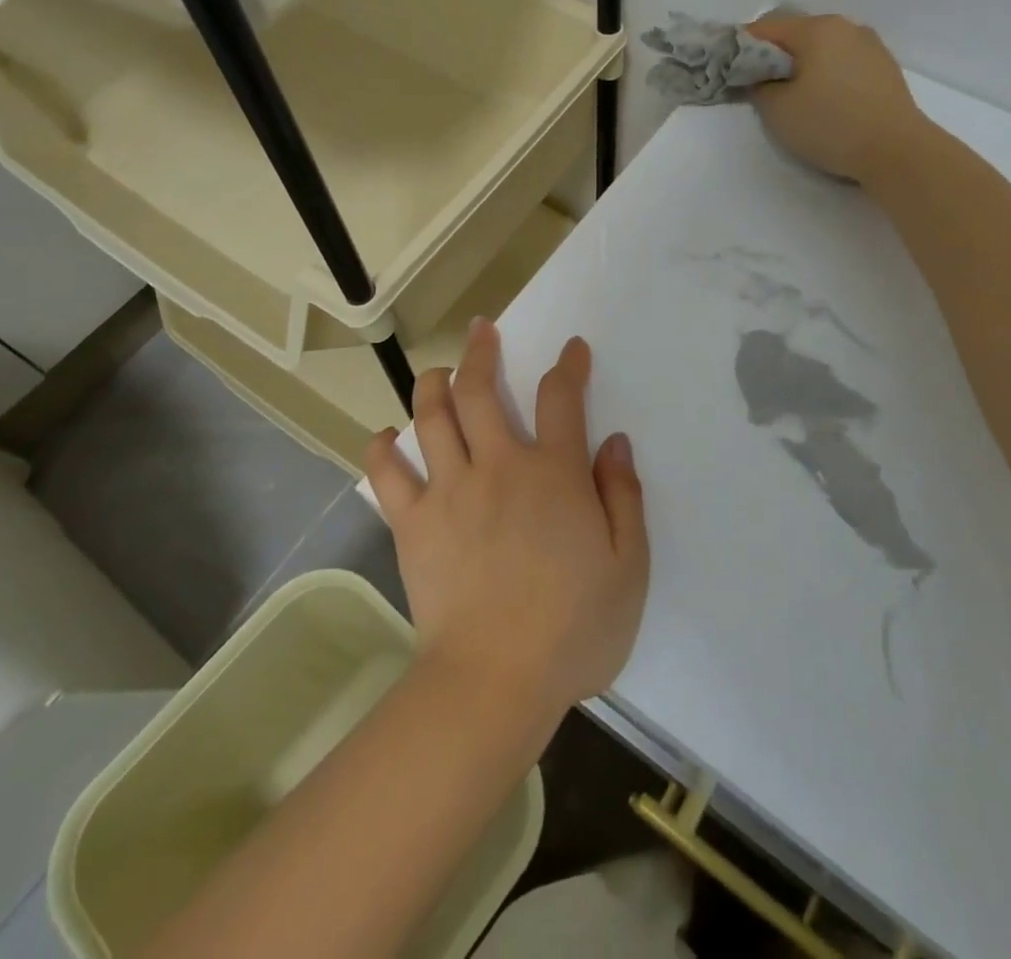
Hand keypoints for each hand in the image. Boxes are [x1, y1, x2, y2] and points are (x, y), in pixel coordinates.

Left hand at [364, 320, 648, 721]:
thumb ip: (623, 496)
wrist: (495, 680)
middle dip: (482, 352)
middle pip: (481, 390)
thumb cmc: (573, 627)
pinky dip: (382, 450)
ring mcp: (449, 490)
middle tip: (482, 330)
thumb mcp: (627, 565)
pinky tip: (384, 437)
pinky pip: (388, 475)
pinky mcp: (413, 523)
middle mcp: (498, 466)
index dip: (568, 366)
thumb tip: (614, 442)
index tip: (571, 349)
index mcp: (553, 473)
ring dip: (432, 385)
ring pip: (432, 418)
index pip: (561, 398)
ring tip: (436, 372)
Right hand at [747, 14, 926, 183]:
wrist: (896, 151)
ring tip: (793, 96)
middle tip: (758, 86)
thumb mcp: (777, 110)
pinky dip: (826, 74)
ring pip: (822, 48)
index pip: (765, 28)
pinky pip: (843, 62)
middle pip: (796, 34)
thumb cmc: (831, 125)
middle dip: (773, 56)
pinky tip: (824, 101)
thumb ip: (759, 86)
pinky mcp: (884, 68)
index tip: (728, 70)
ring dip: (802, 65)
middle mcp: (845, 27)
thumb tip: (759, 77)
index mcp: (817, 29)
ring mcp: (870, 46)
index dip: (740, 48)